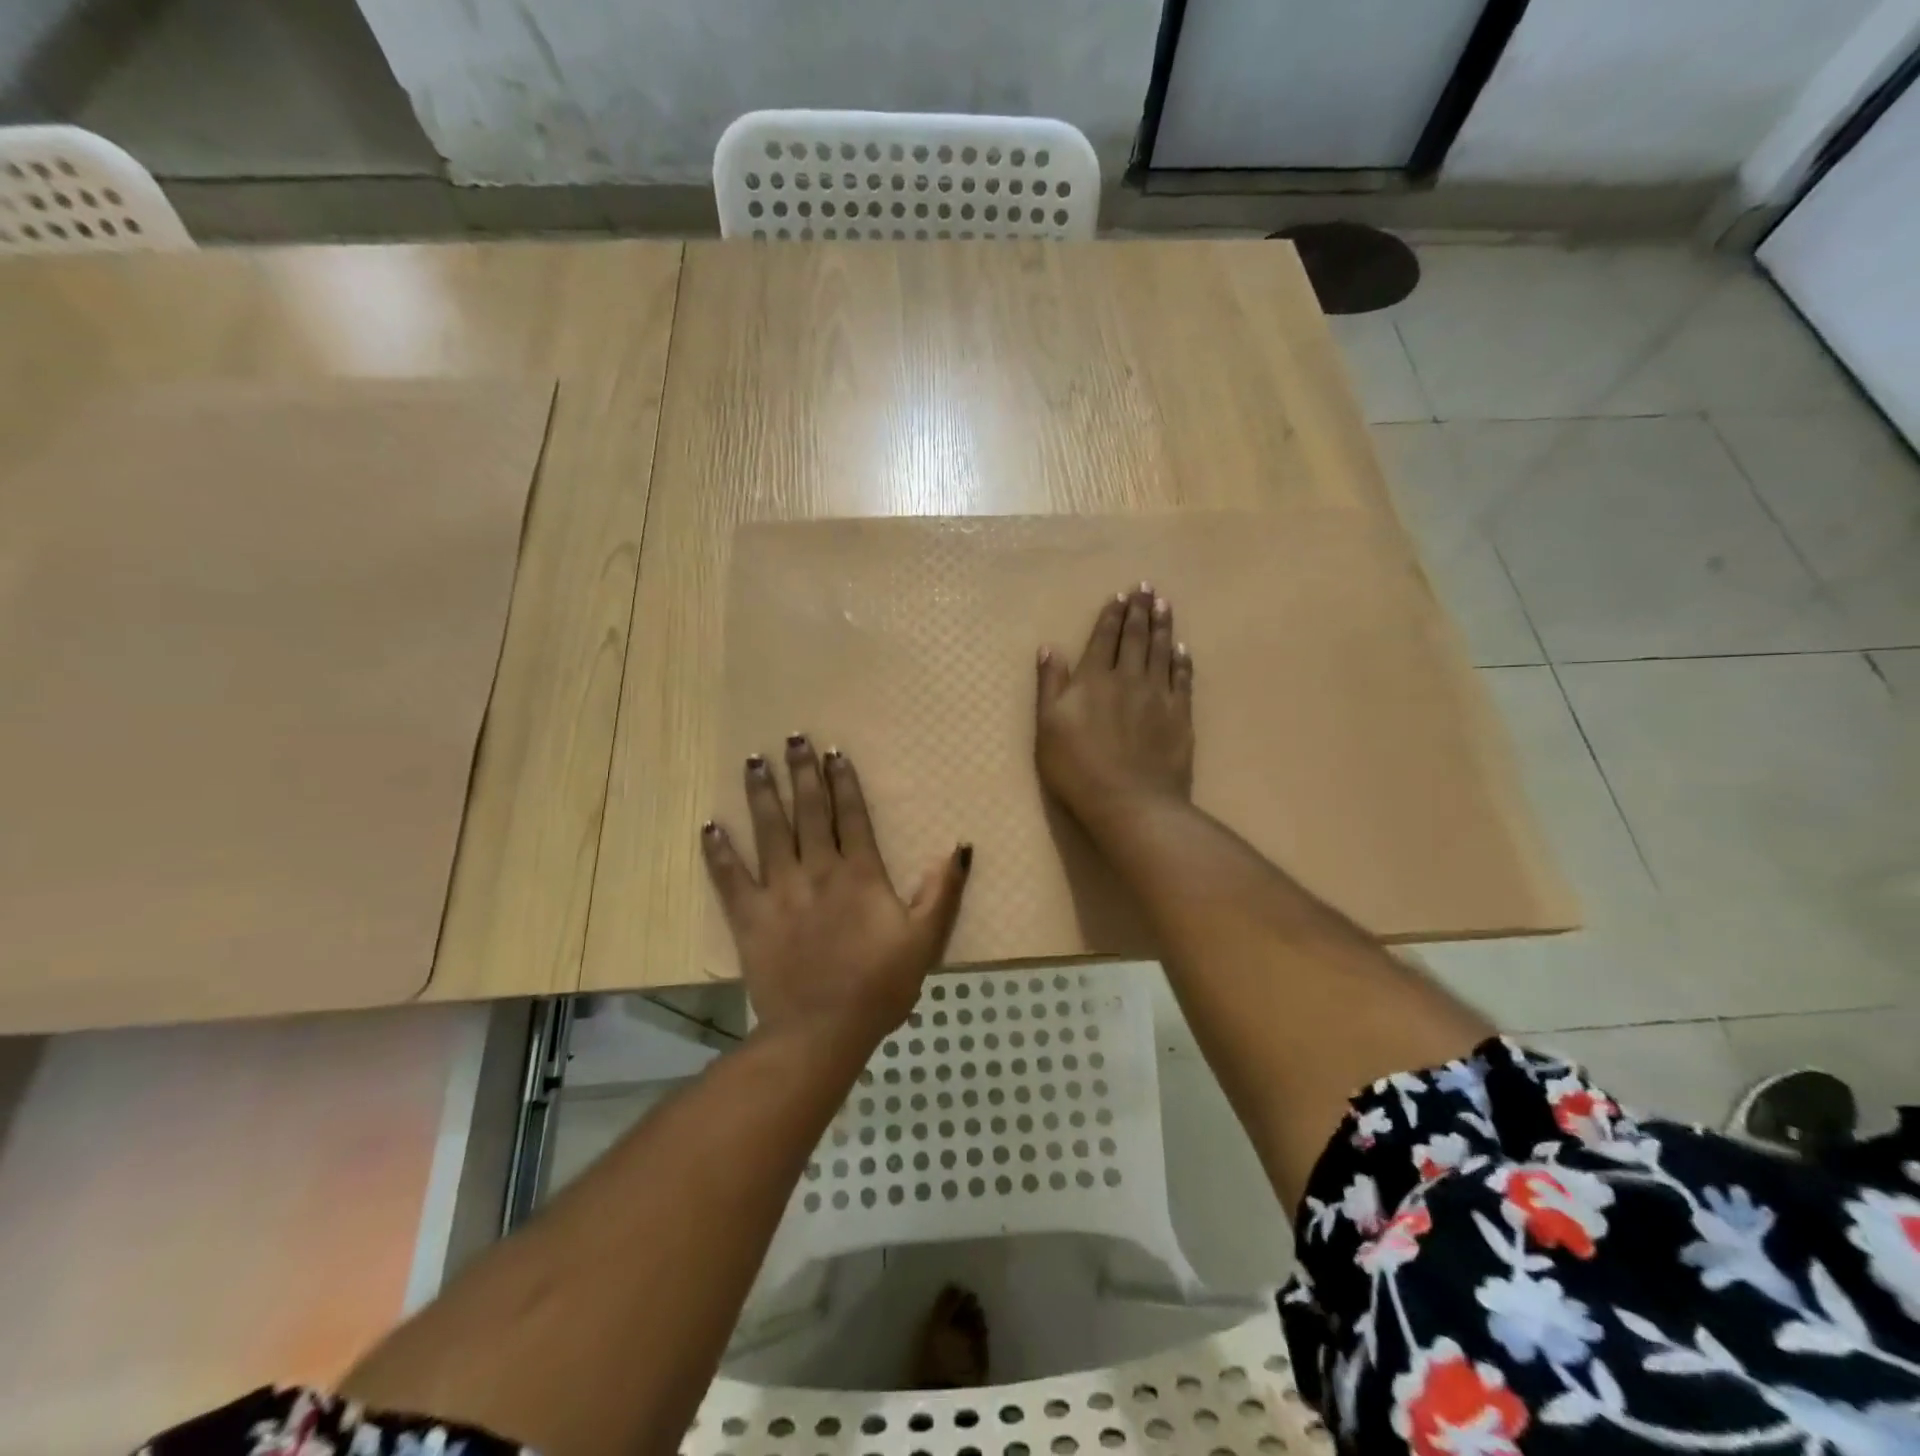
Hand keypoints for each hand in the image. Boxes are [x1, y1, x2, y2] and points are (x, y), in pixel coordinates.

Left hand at [702, 736, 971, 1048]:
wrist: (823, 1030)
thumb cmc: (879, 985)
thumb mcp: (925, 940)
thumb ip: (943, 892)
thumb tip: (960, 847)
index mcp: (859, 874)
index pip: (851, 816)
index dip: (843, 782)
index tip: (833, 752)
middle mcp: (818, 871)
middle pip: (809, 812)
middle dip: (802, 773)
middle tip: (792, 737)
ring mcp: (780, 892)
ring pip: (769, 832)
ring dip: (762, 794)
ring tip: (753, 761)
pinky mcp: (750, 917)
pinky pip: (730, 878)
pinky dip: (718, 851)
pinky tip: (709, 826)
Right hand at [1036, 583, 1194, 832]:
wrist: (1130, 802)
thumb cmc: (1078, 769)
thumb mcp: (1048, 728)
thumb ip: (1050, 686)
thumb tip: (1049, 649)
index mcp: (1093, 679)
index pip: (1104, 638)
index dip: (1112, 615)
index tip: (1120, 595)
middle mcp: (1128, 678)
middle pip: (1136, 638)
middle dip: (1140, 611)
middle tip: (1147, 588)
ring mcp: (1158, 695)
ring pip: (1161, 651)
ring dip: (1162, 626)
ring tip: (1164, 604)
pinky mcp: (1180, 715)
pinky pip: (1183, 678)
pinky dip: (1182, 660)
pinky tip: (1182, 648)